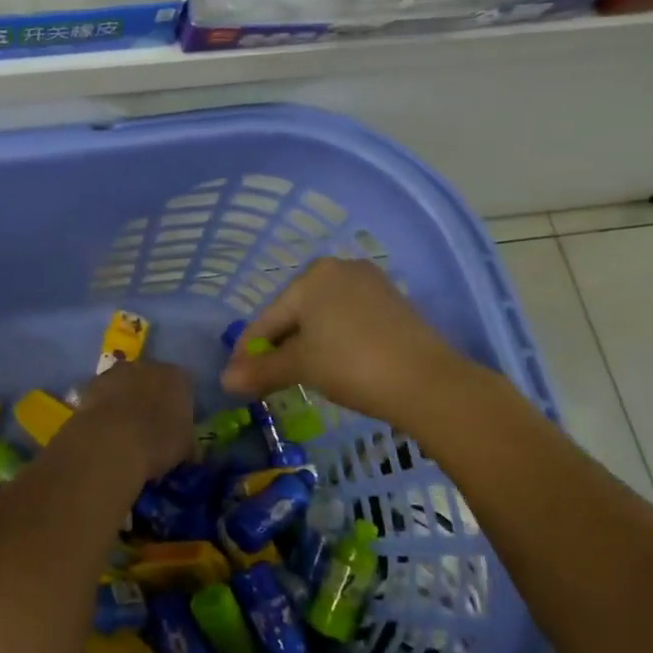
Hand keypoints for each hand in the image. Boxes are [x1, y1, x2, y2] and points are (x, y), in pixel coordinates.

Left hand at [66, 360, 195, 479]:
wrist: (109, 442)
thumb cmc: (157, 443)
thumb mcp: (185, 449)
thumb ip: (188, 441)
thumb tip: (190, 448)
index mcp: (178, 377)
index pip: (184, 385)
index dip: (181, 405)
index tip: (176, 425)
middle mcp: (149, 365)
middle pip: (153, 379)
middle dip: (152, 397)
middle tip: (151, 426)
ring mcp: (117, 371)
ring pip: (126, 383)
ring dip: (126, 399)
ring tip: (125, 429)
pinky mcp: (92, 383)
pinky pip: (104, 393)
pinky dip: (106, 406)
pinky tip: (105, 428)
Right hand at [221, 258, 480, 420]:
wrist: (427, 383)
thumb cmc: (351, 364)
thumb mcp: (300, 367)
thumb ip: (261, 370)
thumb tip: (225, 380)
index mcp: (312, 275)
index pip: (269, 316)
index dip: (249, 349)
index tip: (236, 375)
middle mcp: (340, 269)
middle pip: (296, 312)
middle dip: (279, 345)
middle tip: (265, 378)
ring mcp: (370, 284)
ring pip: (323, 317)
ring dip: (306, 345)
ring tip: (297, 375)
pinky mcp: (394, 304)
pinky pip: (349, 321)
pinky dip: (333, 341)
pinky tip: (332, 365)